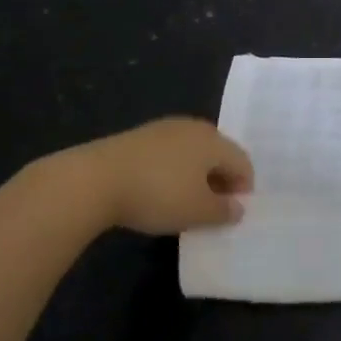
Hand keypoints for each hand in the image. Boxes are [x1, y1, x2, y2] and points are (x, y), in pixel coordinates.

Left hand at [71, 117, 254, 234]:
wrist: (95, 179)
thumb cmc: (158, 194)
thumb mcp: (197, 211)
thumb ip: (224, 211)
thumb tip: (238, 207)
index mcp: (213, 141)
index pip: (243, 162)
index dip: (244, 188)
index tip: (233, 213)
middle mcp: (193, 127)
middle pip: (218, 153)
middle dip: (220, 180)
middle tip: (213, 208)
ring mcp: (163, 129)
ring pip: (192, 152)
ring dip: (196, 176)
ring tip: (185, 202)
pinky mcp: (138, 137)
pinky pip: (168, 154)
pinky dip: (172, 171)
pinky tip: (159, 191)